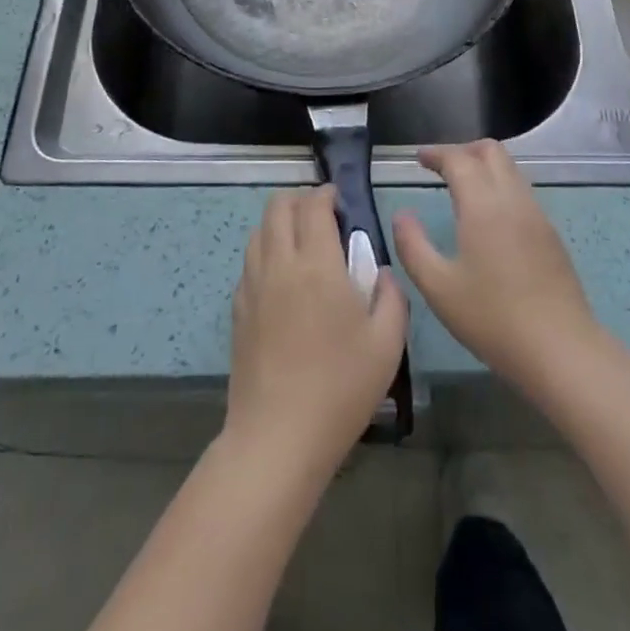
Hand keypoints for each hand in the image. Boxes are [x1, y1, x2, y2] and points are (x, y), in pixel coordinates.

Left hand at [223, 185, 408, 477]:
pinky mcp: (238, 310)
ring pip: (258, 231)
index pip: (313, 206)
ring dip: (279, 224)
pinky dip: (266, 254)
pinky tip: (283, 281)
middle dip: (299, 200)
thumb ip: (391, 297)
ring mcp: (253, 286)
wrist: (278, 437)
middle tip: (322, 216)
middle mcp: (279, 264)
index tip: (339, 200)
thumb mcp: (387, 344)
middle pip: (278, 206)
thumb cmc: (340, 388)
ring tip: (302, 245)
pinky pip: (249, 263)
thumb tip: (381, 272)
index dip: (326, 193)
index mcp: (317, 264)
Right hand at [392, 140, 599, 394]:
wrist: (561, 351)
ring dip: (484, 166)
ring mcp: (537, 215)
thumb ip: (413, 246)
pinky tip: (487, 216)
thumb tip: (402, 215)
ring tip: (460, 187)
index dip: (436, 153)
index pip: (459, 159)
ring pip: (511, 169)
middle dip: (463, 150)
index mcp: (483, 205)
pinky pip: (522, 191)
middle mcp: (513, 199)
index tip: (418, 158)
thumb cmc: (492, 319)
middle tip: (439, 167)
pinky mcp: (551, 235)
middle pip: (491, 151)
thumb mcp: (438, 288)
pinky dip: (500, 186)